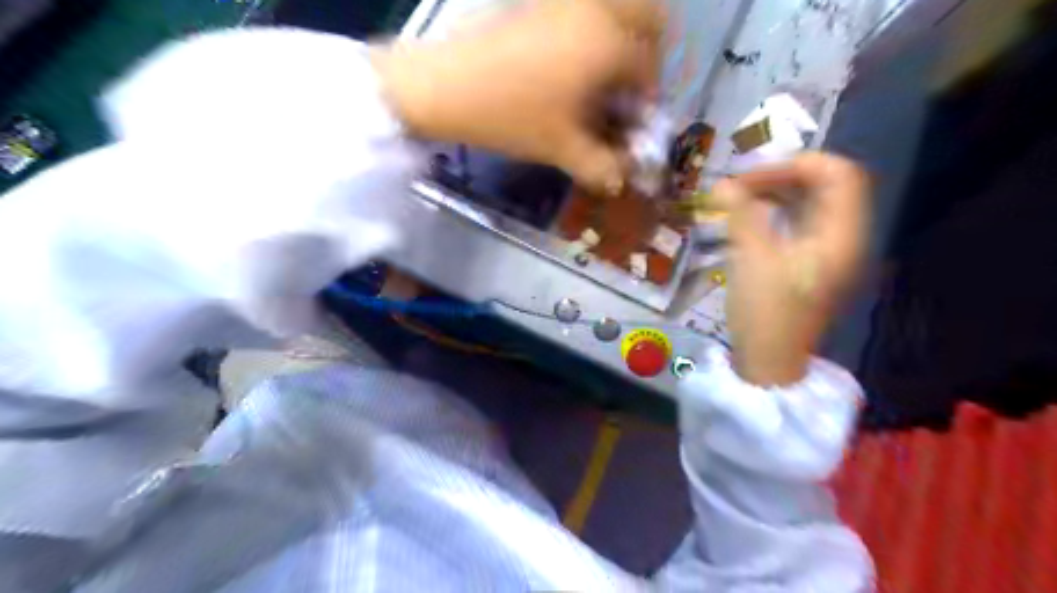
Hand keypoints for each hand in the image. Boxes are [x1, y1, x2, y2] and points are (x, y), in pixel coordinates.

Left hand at [371, 0, 658, 194]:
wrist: (444, 86)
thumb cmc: (510, 117)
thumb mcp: (561, 148)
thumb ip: (600, 167)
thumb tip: (620, 181)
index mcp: (608, 43)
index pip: (650, 68)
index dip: (647, 101)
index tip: (632, 125)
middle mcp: (594, 10)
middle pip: (647, 14)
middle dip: (648, 52)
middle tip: (628, 87)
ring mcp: (563, 1)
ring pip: (613, 8)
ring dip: (619, 40)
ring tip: (600, 80)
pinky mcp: (536, 3)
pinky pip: (581, 10)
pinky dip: (590, 33)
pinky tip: (569, 69)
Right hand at [714, 150, 871, 385]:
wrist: (769, 361)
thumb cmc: (766, 312)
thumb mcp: (751, 258)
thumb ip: (740, 214)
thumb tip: (723, 183)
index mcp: (841, 234)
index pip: (838, 174)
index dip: (796, 165)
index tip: (752, 175)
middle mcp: (842, 237)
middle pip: (823, 186)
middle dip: (780, 177)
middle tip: (738, 185)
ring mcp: (827, 251)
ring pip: (809, 204)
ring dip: (774, 194)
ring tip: (736, 197)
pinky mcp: (809, 262)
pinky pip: (798, 223)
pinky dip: (774, 213)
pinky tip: (746, 217)